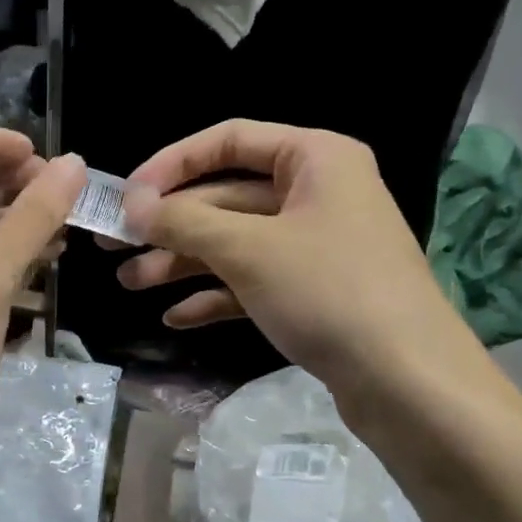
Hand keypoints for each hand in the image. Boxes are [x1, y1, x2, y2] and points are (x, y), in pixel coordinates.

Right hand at [111, 120, 475, 409]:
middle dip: (170, 225)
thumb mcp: (248, 249)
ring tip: (130, 284)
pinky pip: (253, 281)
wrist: (408, 381)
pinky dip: (215, 295)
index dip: (172, 163)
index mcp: (314, 159)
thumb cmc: (328, 292)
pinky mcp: (313, 291)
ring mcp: (316, 245)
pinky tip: (176, 317)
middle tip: (114, 247)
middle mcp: (317, 193)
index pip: (229, 140)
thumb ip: (184, 221)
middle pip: (226, 197)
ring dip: (183, 262)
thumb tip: (133, 205)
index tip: (128, 195)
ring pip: (235, 242)